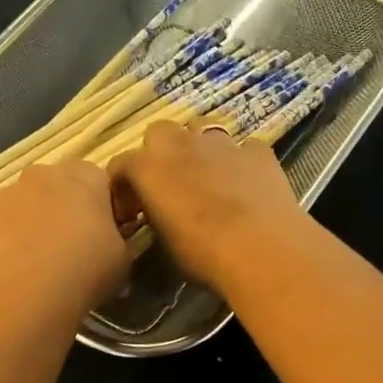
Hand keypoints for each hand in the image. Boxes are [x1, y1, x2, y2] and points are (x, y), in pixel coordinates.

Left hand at [0, 160, 130, 316]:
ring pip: (19, 207)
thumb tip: (107, 239)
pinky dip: (0, 247)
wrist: (27, 294)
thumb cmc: (86, 270)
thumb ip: (116, 238)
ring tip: (37, 265)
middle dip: (60, 209)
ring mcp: (2, 197)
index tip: (103, 232)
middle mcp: (40, 176)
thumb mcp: (122, 257)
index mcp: (83, 177)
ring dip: (28, 226)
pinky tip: (10, 274)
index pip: (97, 180)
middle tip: (70, 247)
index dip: (100, 206)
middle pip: (54, 186)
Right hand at [110, 122, 309, 291]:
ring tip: (205, 177)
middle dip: (159, 154)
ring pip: (200, 129)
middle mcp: (181, 144)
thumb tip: (157, 213)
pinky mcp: (258, 151)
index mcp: (148, 167)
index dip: (123, 188)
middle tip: (167, 185)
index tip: (131, 211)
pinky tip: (245, 184)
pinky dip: (239, 162)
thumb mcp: (164, 242)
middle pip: (159, 133)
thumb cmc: (202, 254)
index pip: (121, 165)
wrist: (262, 251)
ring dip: (197, 148)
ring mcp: (222, 143)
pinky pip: (242, 148)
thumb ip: (154, 216)